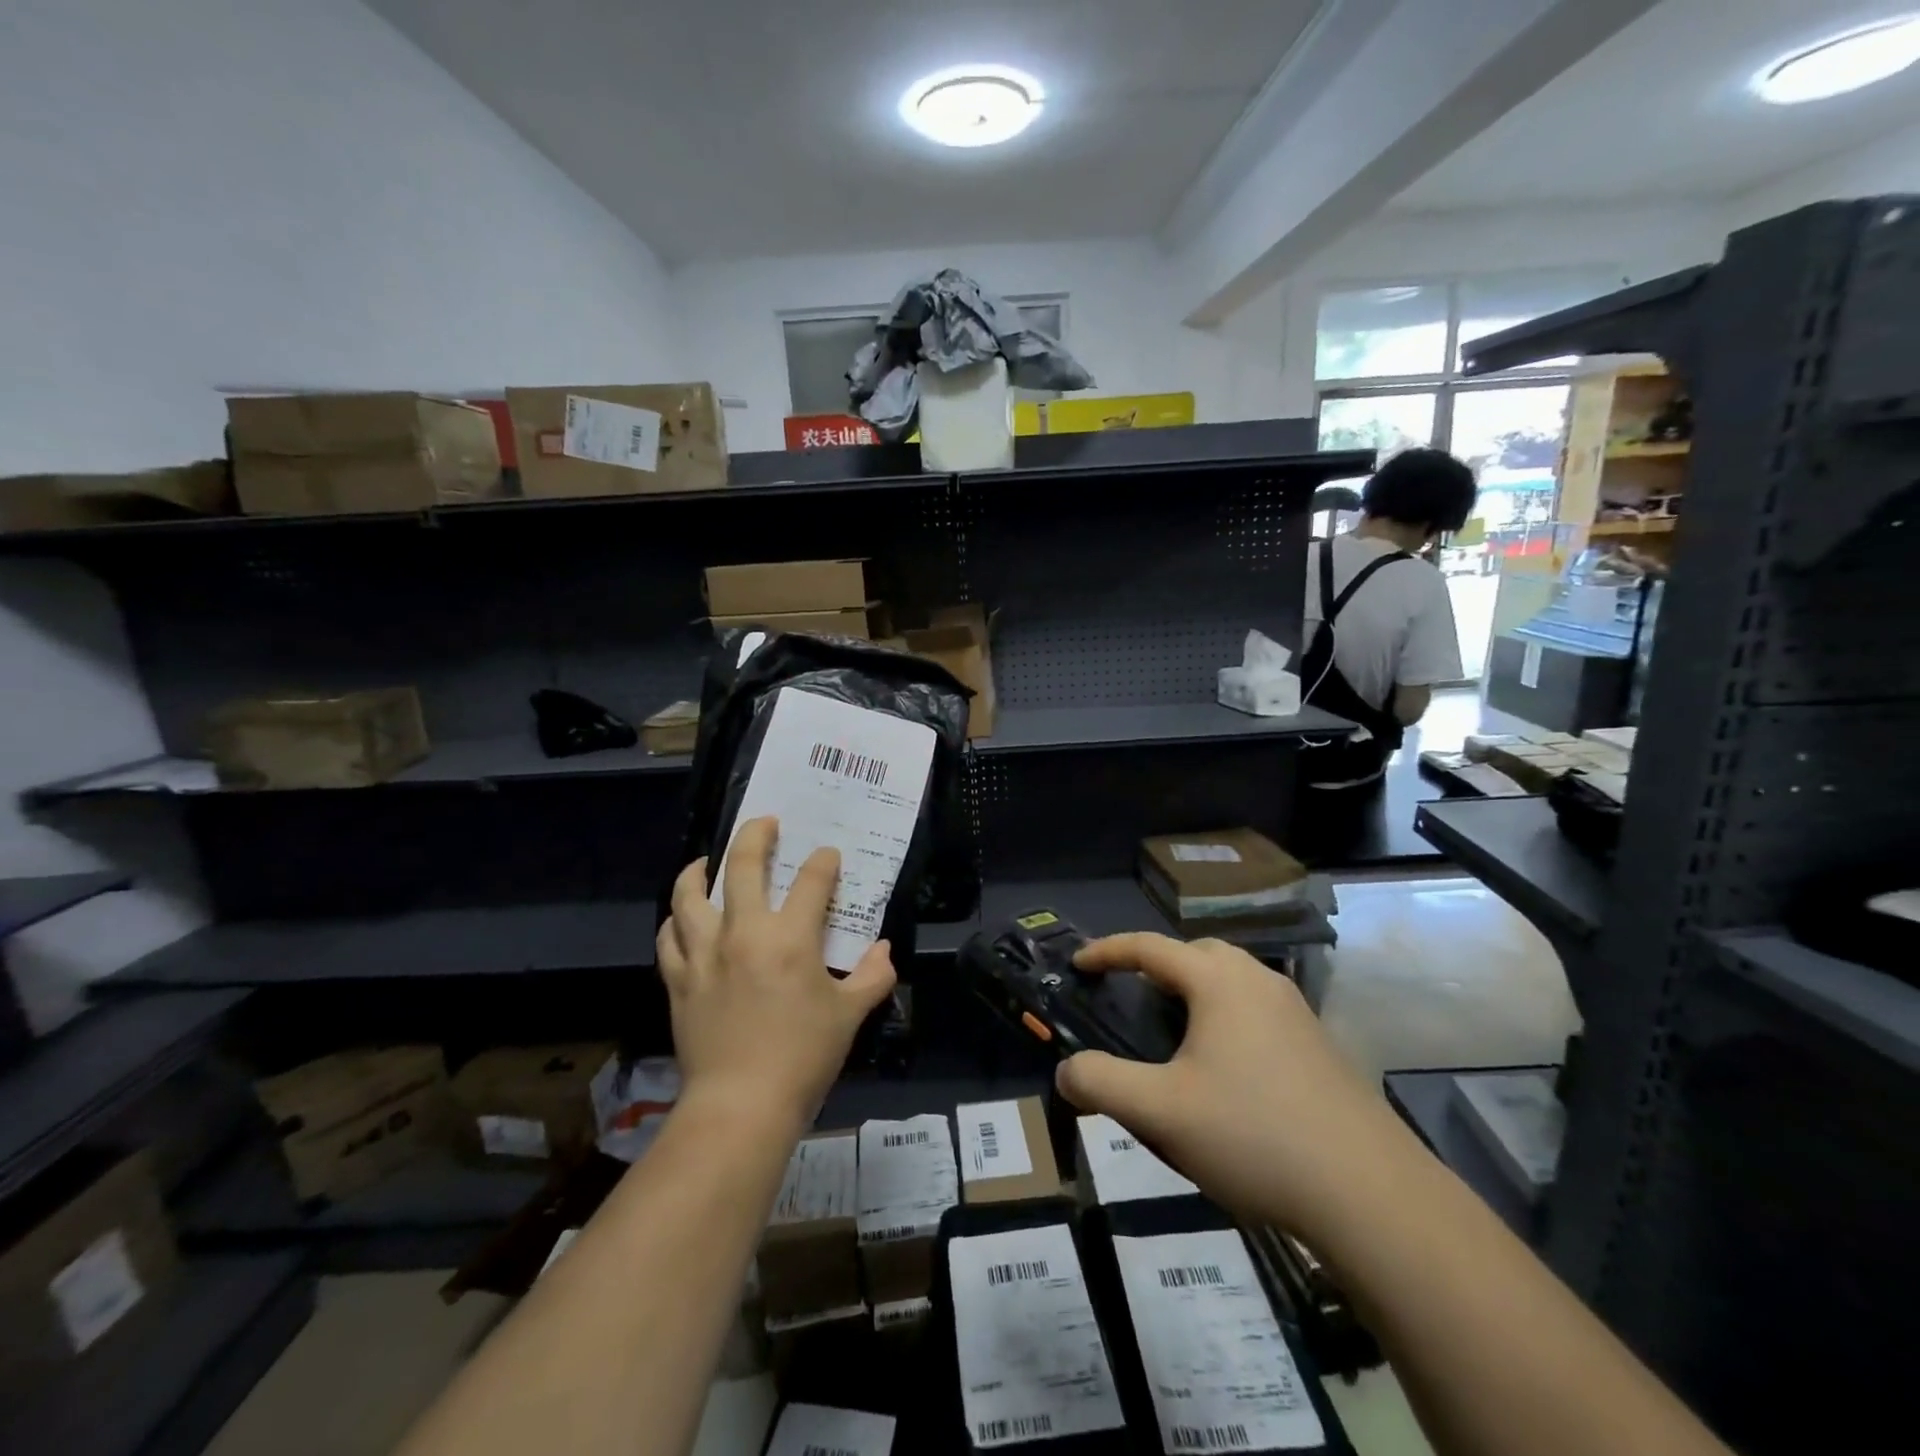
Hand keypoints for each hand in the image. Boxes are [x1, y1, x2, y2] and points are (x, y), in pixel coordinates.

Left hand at [656, 816, 896, 1130]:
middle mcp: (743, 932)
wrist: (741, 1105)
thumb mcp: (850, 1015)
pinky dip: (675, 920)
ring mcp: (704, 954)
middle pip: (741, 866)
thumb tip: (883, 949)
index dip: (823, 862)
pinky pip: (669, 938)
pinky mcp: (680, 980)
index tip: (828, 857)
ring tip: (707, 861)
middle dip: (755, 835)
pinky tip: (682, 917)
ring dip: (699, 871)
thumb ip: (872, 975)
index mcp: (790, 937)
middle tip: (765, 823)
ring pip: (690, 895)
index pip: (811, 880)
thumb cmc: (803, 1056)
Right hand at [1056, 934, 1417, 1243]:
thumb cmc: (1254, 1136)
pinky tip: (1224, 1070)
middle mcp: (1260, 982)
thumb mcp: (1160, 1113)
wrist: (1373, 1196)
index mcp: (1219, 982)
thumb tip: (1065, 1071)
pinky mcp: (1320, 1047)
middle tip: (1129, 995)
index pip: (1149, 947)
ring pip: (1233, 981)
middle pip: (1197, 953)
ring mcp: (1297, 1013)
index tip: (1077, 963)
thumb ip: (1101, 1084)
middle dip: (1157, 964)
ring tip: (1172, 1033)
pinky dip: (1227, 1018)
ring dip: (1196, 991)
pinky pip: (1258, 1010)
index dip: (1107, 950)